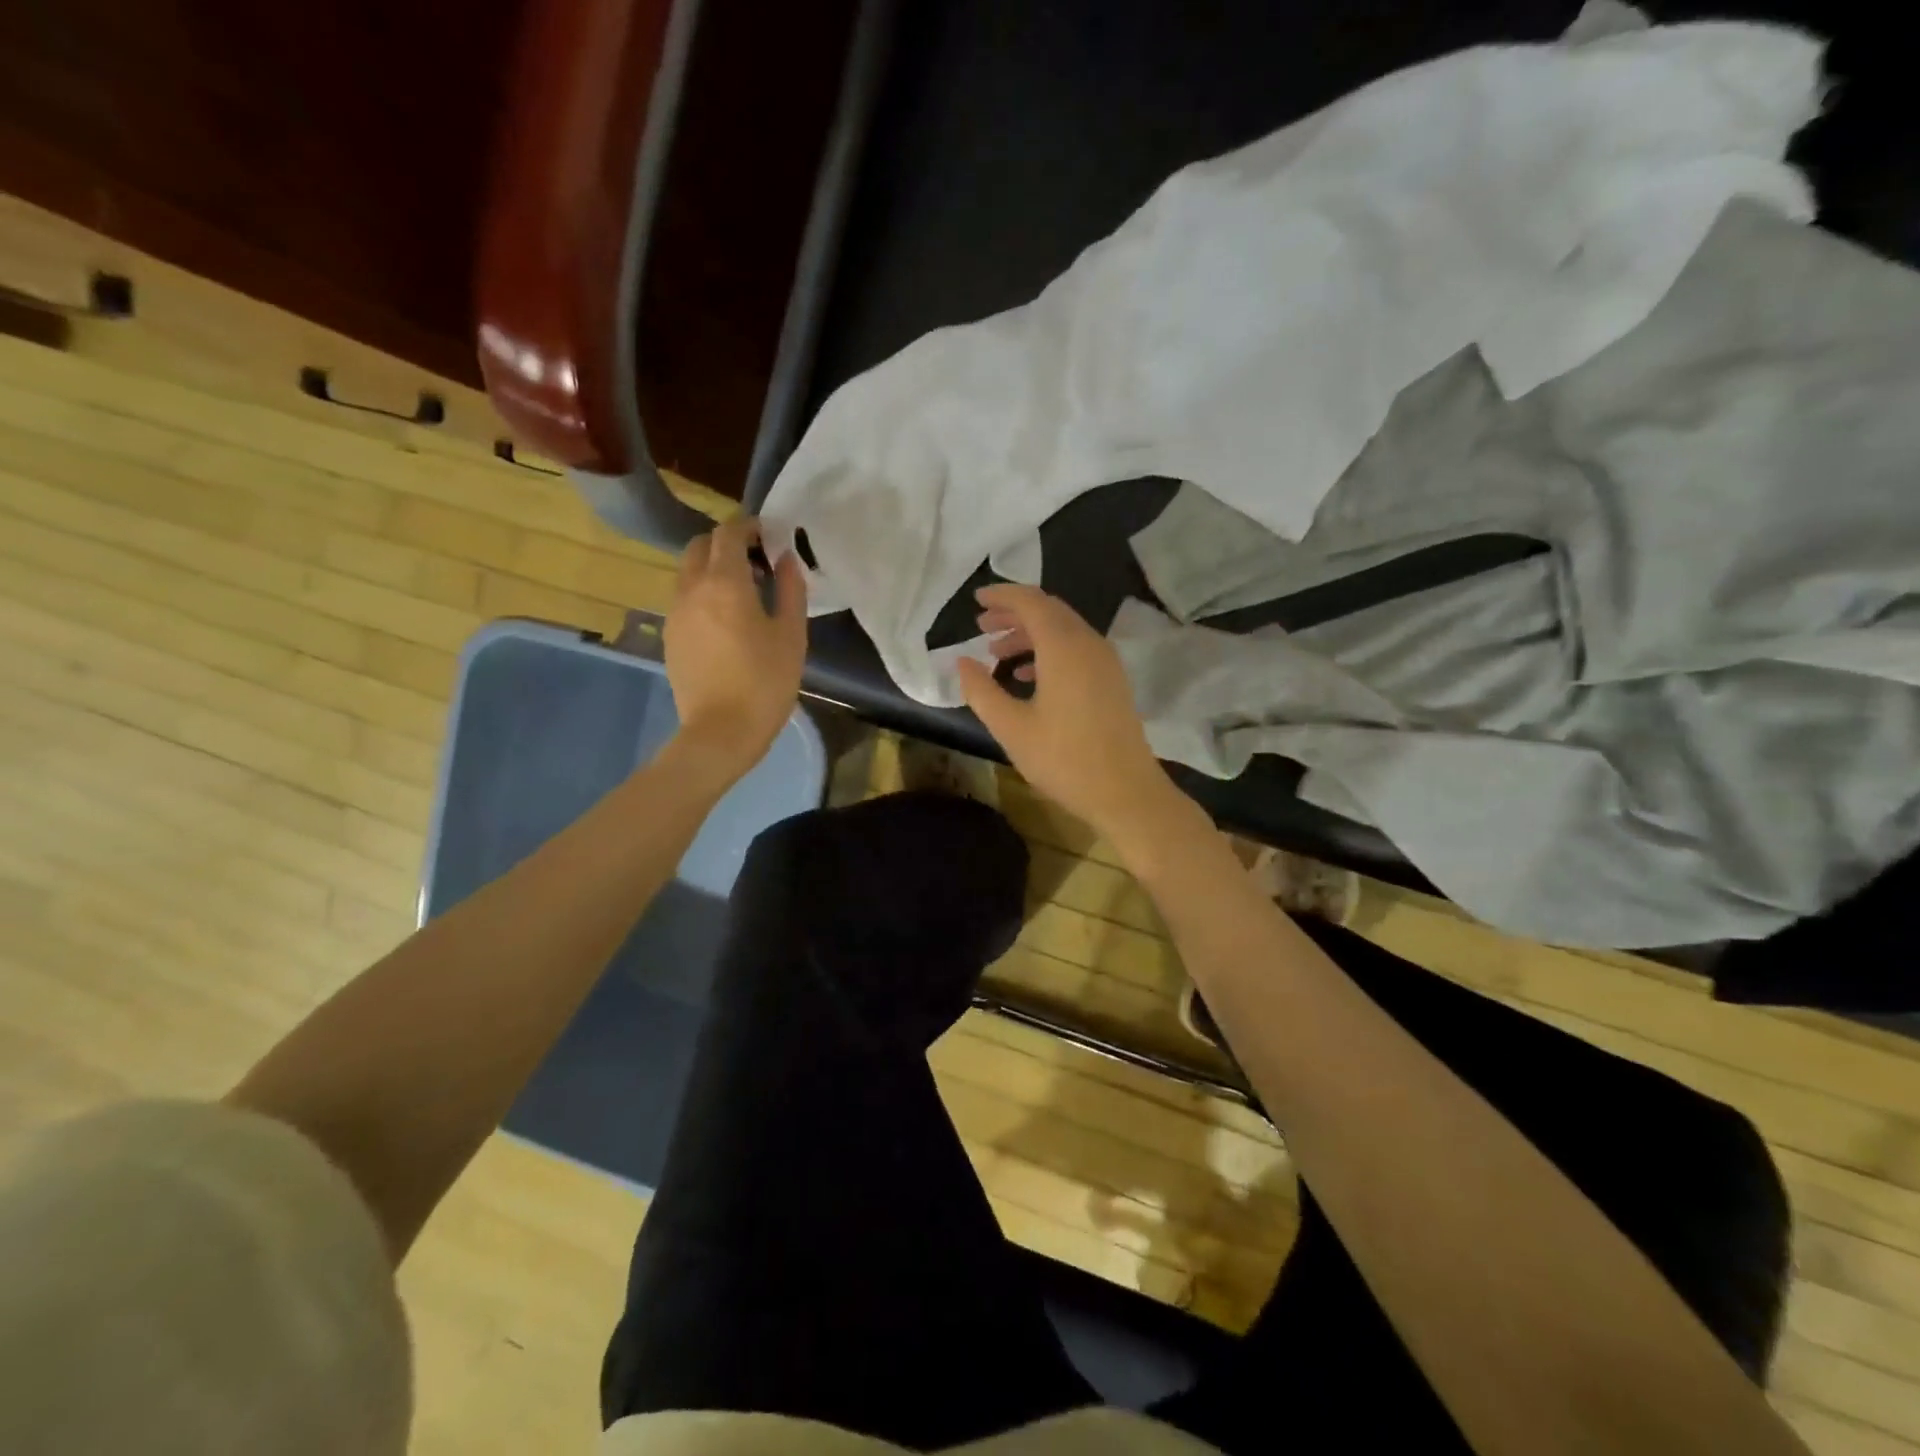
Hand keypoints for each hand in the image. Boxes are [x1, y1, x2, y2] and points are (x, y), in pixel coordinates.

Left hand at [664, 515, 807, 781]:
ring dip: (713, 569)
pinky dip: (703, 594)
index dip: (749, 527)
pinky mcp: (670, 636)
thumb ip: (790, 590)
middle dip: (727, 544)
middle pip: (701, 546)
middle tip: (757, 562)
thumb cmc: (765, 682)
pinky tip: (726, 621)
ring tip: (744, 593)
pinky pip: (685, 599)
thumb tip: (786, 559)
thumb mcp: (791, 635)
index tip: (769, 535)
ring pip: (689, 572)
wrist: (720, 732)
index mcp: (725, 582)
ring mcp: (675, 613)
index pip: (728, 533)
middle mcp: (692, 589)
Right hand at [957, 584, 1181, 849]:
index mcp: (1063, 647)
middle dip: (1014, 613)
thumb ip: (982, 690)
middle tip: (982, 624)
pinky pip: (1077, 649)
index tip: (976, 599)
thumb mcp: (1011, 728)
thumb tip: (962, 662)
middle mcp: (1088, 644)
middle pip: (1049, 611)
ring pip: (1064, 630)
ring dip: (1030, 634)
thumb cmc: (1064, 759)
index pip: (1031, 602)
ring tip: (997, 651)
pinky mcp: (1112, 680)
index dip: (1002, 596)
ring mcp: (1105, 662)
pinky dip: (1049, 651)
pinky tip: (1028, 675)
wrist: (1125, 792)